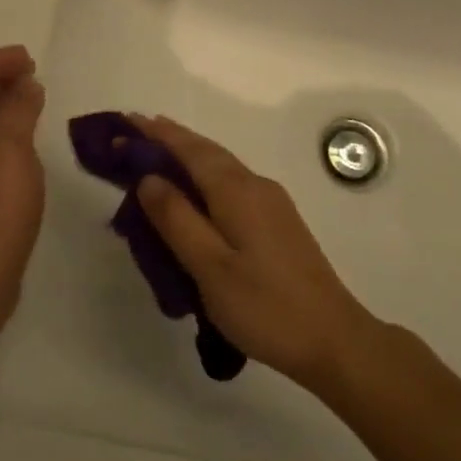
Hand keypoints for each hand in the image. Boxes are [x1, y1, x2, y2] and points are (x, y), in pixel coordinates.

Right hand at [131, 115, 379, 393]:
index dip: (156, 134)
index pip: (189, 149)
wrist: (334, 339)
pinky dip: (204, 176)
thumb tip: (148, 178)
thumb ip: (176, 219)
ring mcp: (271, 202)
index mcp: (236, 190)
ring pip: (221, 166)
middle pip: (206, 151)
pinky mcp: (277, 221)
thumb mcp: (210, 267)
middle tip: (134, 133)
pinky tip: (195, 194)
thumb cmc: (265, 306)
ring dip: (188, 156)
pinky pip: (231, 183)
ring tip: (157, 157)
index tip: (127, 120)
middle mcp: (255, 184)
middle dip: (170, 139)